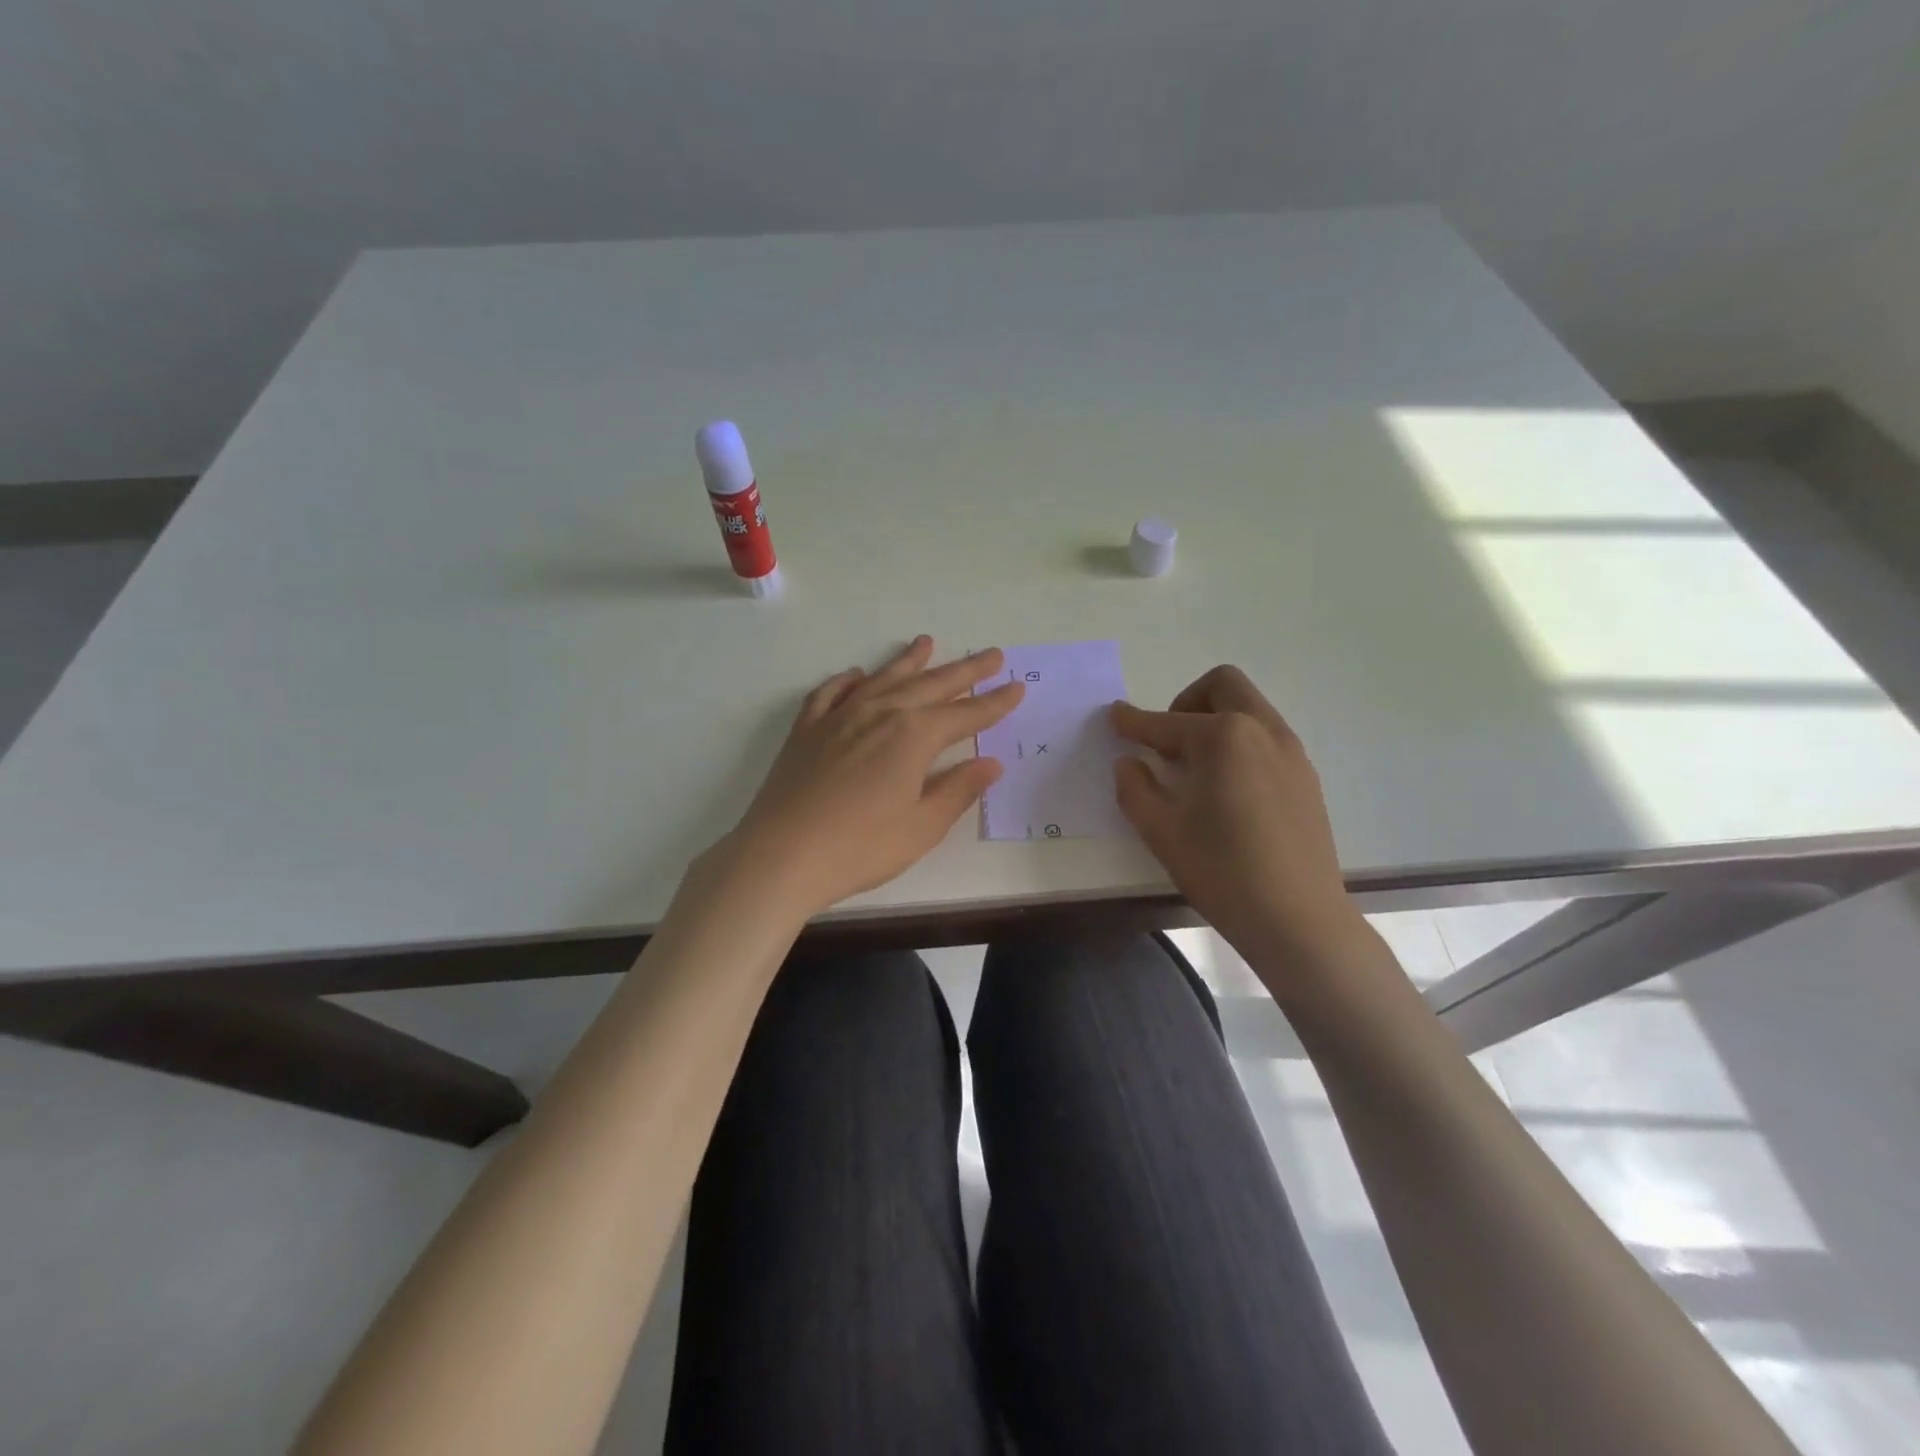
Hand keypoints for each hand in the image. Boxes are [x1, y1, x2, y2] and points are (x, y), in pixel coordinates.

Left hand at [721, 636, 1022, 915]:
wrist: (781, 855)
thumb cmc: (861, 847)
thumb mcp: (921, 826)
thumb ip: (957, 790)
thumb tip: (990, 763)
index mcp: (913, 736)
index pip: (965, 714)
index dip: (994, 703)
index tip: (1017, 687)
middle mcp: (880, 713)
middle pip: (931, 686)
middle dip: (965, 671)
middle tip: (991, 654)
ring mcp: (839, 717)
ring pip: (883, 679)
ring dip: (909, 661)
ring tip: (927, 643)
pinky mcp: (807, 729)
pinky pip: (832, 692)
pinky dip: (849, 680)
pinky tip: (858, 675)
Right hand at [1111, 666, 1364, 973]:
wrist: (1298, 919)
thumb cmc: (1221, 871)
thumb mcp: (1161, 830)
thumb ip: (1135, 788)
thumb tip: (1130, 763)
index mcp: (1223, 737)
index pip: (1167, 722)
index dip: (1134, 722)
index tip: (1114, 717)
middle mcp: (1262, 730)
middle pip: (1222, 686)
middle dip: (1186, 702)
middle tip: (1167, 742)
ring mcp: (1291, 752)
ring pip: (1249, 709)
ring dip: (1215, 720)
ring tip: (1195, 769)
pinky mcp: (1306, 777)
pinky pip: (1267, 738)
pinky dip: (1239, 743)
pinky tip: (1227, 789)